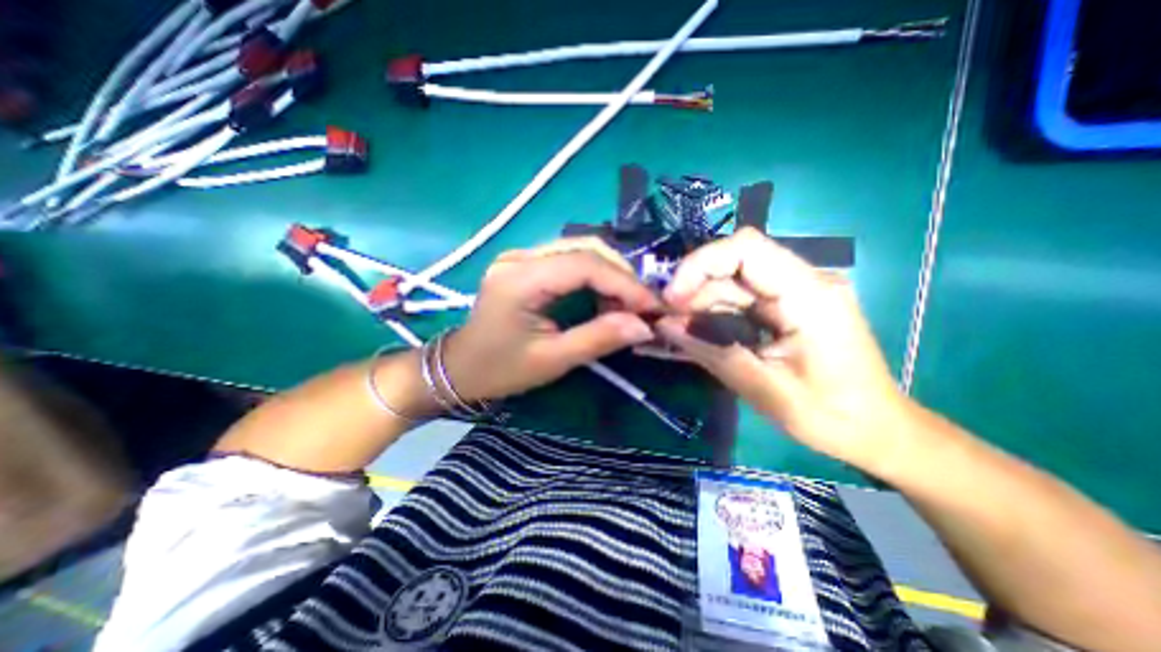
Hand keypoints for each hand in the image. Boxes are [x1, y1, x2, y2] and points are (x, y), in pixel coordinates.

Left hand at [445, 237, 660, 402]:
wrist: (460, 367)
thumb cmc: (500, 369)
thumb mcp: (552, 360)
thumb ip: (598, 338)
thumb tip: (644, 326)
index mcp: (520, 279)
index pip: (585, 265)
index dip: (624, 283)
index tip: (652, 306)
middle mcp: (520, 256)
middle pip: (585, 248)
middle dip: (621, 275)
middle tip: (643, 305)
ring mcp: (520, 256)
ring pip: (580, 249)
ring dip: (610, 274)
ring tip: (626, 304)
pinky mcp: (525, 263)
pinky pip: (569, 259)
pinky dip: (594, 275)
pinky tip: (603, 297)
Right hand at [658, 226, 920, 476]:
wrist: (877, 430)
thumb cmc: (830, 415)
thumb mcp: (762, 389)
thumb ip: (709, 351)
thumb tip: (663, 325)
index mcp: (808, 295)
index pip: (745, 248)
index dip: (699, 264)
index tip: (671, 298)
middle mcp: (804, 281)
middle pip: (735, 262)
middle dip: (694, 287)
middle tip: (666, 319)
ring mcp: (797, 291)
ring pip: (734, 280)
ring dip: (701, 301)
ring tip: (676, 329)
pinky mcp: (789, 305)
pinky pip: (743, 297)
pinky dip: (715, 311)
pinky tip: (697, 329)